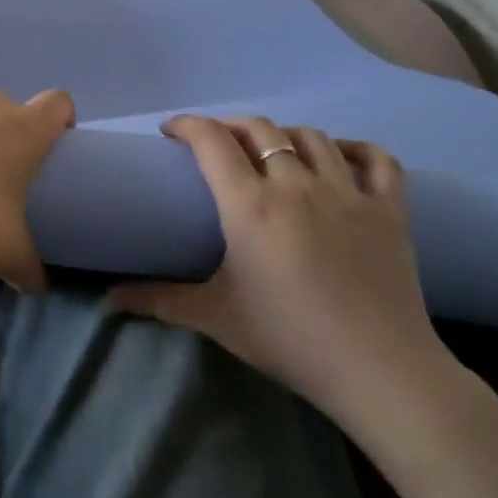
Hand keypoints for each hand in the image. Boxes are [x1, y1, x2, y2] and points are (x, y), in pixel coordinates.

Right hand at [109, 115, 451, 422]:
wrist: (380, 372)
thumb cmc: (289, 339)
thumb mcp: (215, 317)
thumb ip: (158, 300)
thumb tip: (108, 299)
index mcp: (250, 206)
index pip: (212, 140)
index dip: (187, 125)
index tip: (171, 131)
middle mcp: (296, 186)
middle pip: (260, 129)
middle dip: (230, 126)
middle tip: (216, 145)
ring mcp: (348, 193)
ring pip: (312, 137)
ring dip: (284, 135)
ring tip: (271, 150)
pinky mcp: (389, 210)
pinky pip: (377, 160)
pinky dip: (356, 149)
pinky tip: (340, 156)